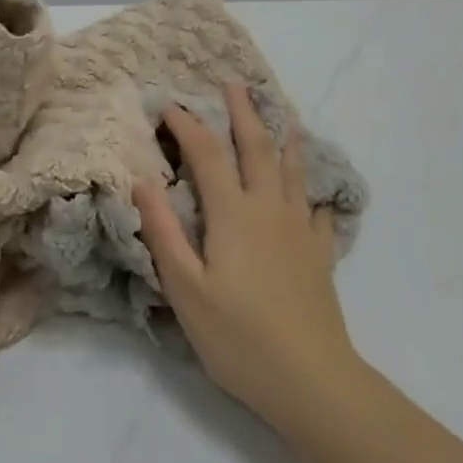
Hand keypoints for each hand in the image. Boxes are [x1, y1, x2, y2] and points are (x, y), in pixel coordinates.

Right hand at [135, 84, 359, 430]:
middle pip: (257, 148)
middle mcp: (269, 209)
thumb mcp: (185, 288)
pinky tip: (316, 193)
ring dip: (284, 138)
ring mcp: (300, 230)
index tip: (169, 105)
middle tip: (234, 84)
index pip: (208, 155)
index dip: (188, 126)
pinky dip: (314, 192)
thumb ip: (163, 231)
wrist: (311, 379)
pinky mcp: (320, 254)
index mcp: (233, 213)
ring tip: (282, 115)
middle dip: (243, 113)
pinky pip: (319, 210)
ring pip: (293, 171)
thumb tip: (143, 180)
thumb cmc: (238, 336)